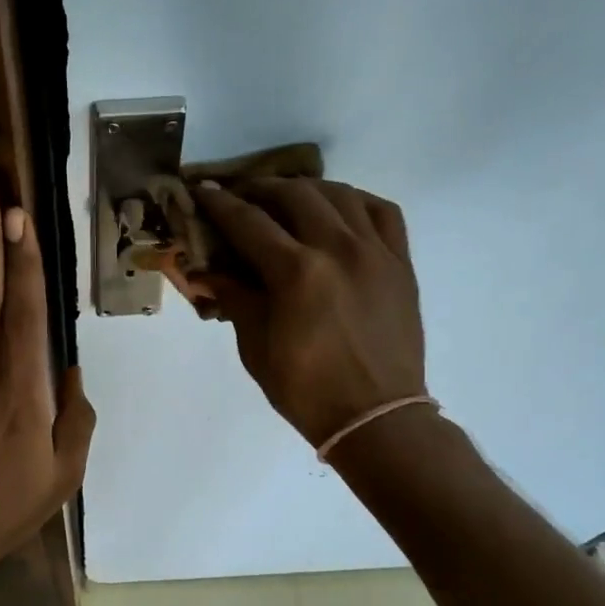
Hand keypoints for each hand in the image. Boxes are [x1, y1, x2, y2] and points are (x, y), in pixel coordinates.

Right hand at [192, 178, 426, 448]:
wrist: (376, 417)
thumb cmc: (306, 390)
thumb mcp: (256, 347)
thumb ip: (234, 298)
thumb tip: (206, 271)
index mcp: (296, 273)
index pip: (249, 222)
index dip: (221, 205)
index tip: (203, 192)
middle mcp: (338, 249)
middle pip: (295, 195)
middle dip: (262, 189)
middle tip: (242, 197)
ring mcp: (376, 252)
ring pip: (340, 194)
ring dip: (307, 189)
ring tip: (288, 198)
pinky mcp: (401, 263)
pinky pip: (383, 212)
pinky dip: (355, 202)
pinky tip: (339, 210)